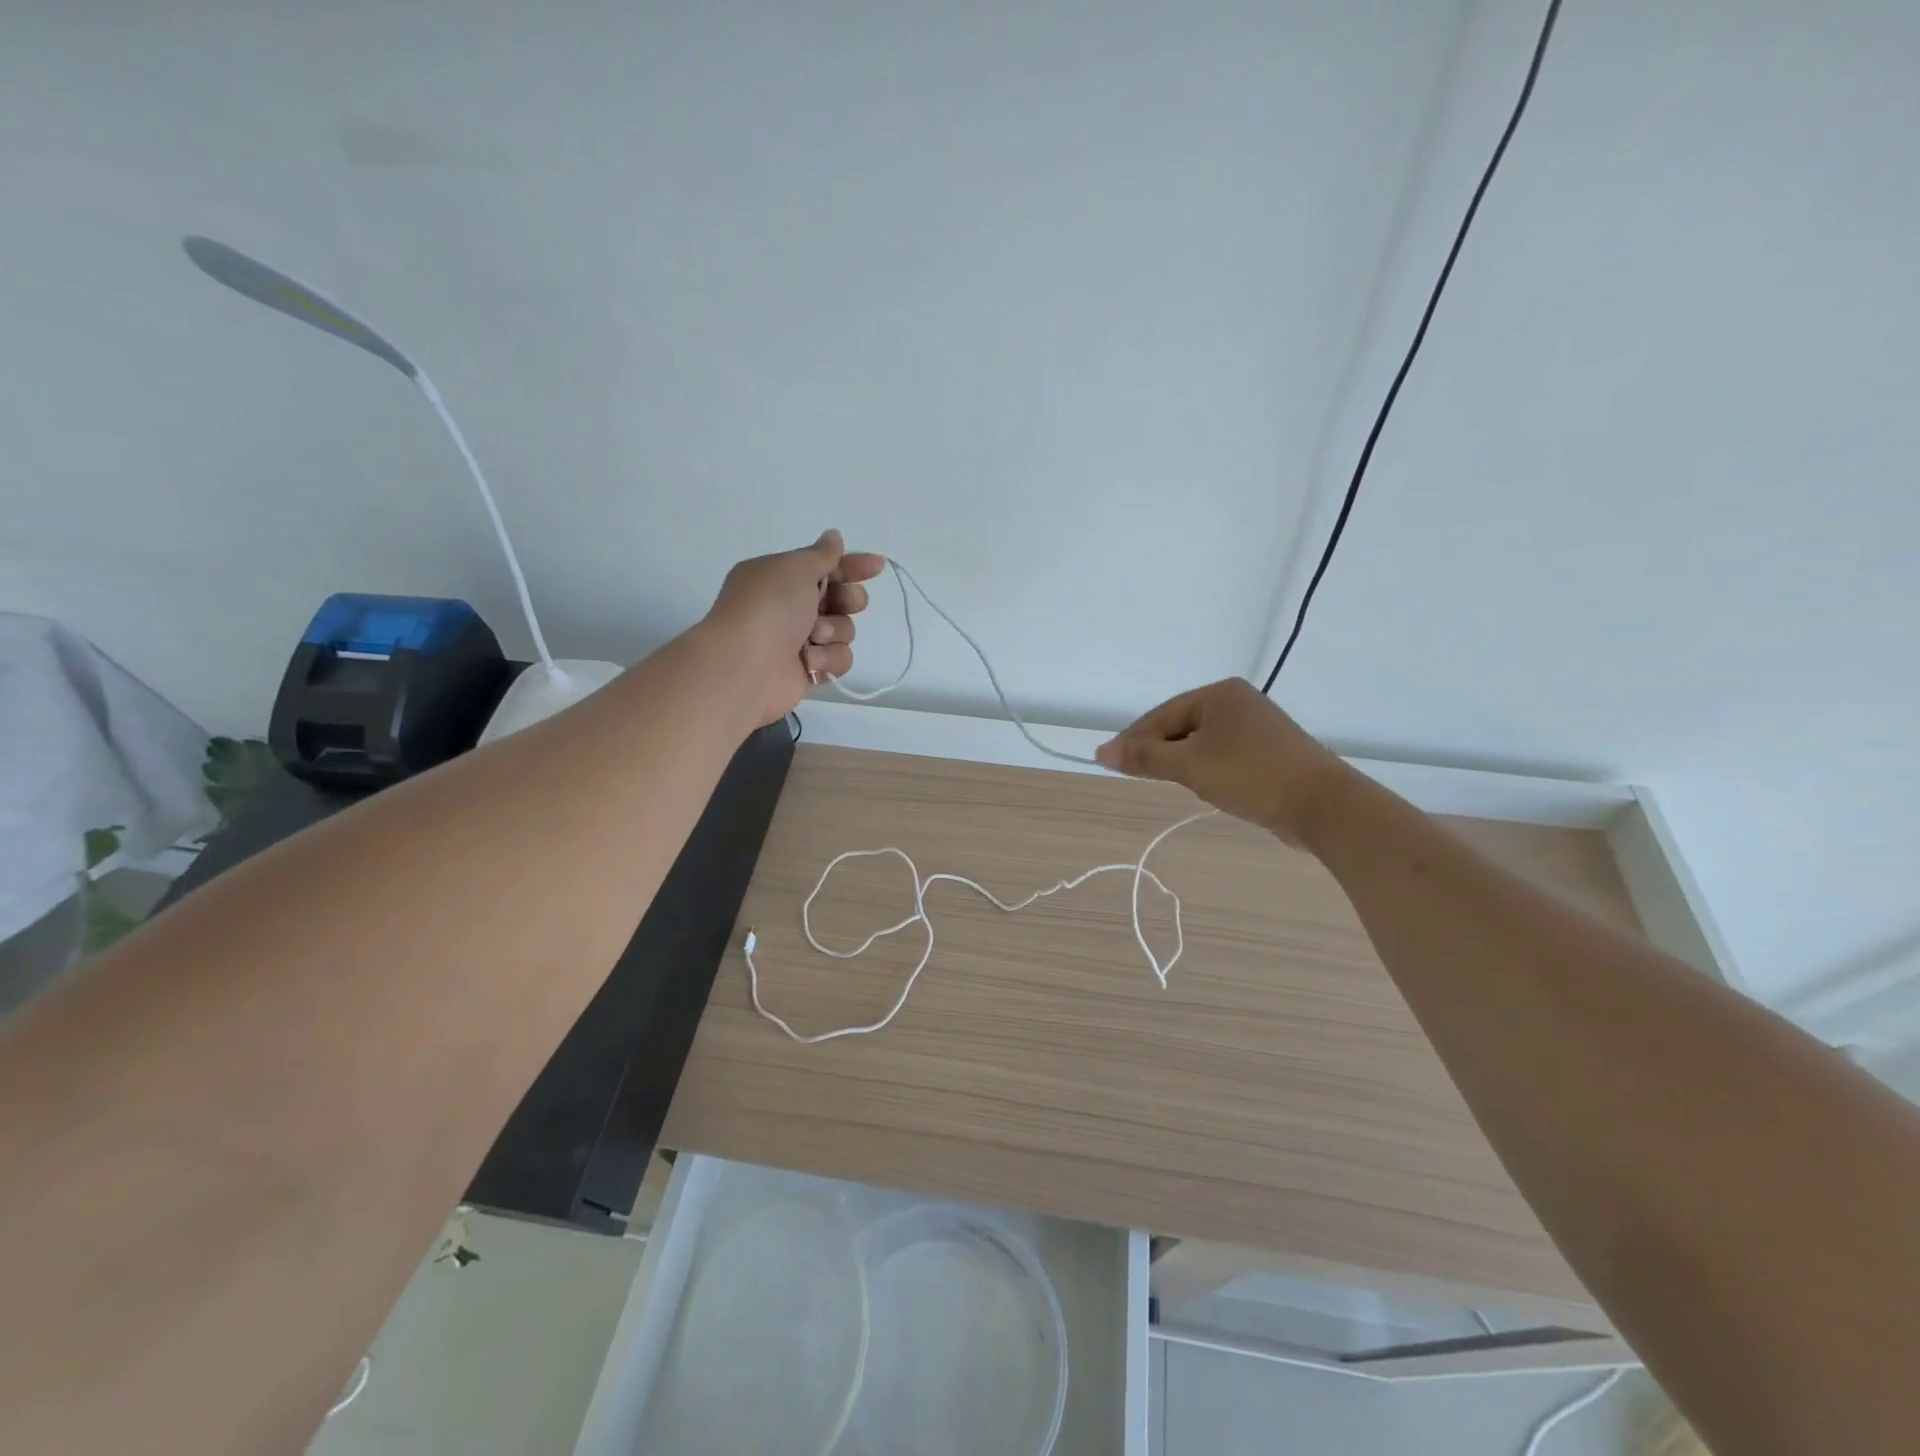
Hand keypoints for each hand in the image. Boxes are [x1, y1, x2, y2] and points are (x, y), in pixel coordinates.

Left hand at [704, 530, 886, 725]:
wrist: (745, 664)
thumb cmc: (769, 607)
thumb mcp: (795, 568)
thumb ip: (821, 554)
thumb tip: (834, 536)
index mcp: (782, 578)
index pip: (825, 567)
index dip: (852, 565)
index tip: (877, 566)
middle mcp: (791, 607)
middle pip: (840, 599)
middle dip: (849, 600)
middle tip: (846, 603)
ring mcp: (800, 640)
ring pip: (844, 630)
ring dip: (835, 630)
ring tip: (815, 636)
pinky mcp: (809, 670)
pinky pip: (838, 659)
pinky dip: (828, 658)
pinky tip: (810, 660)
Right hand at [1095, 678, 1351, 845]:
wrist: (1324, 805)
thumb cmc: (1250, 776)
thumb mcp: (1190, 767)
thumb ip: (1145, 758)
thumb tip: (1101, 752)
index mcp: (1219, 694)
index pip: (1161, 715)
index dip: (1133, 740)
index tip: (1109, 763)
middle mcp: (1238, 702)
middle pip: (1181, 726)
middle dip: (1159, 752)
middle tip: (1137, 777)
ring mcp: (1257, 726)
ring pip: (1202, 743)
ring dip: (1183, 763)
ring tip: (1172, 784)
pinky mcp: (1270, 751)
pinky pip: (1223, 755)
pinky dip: (1207, 769)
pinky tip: (1205, 787)